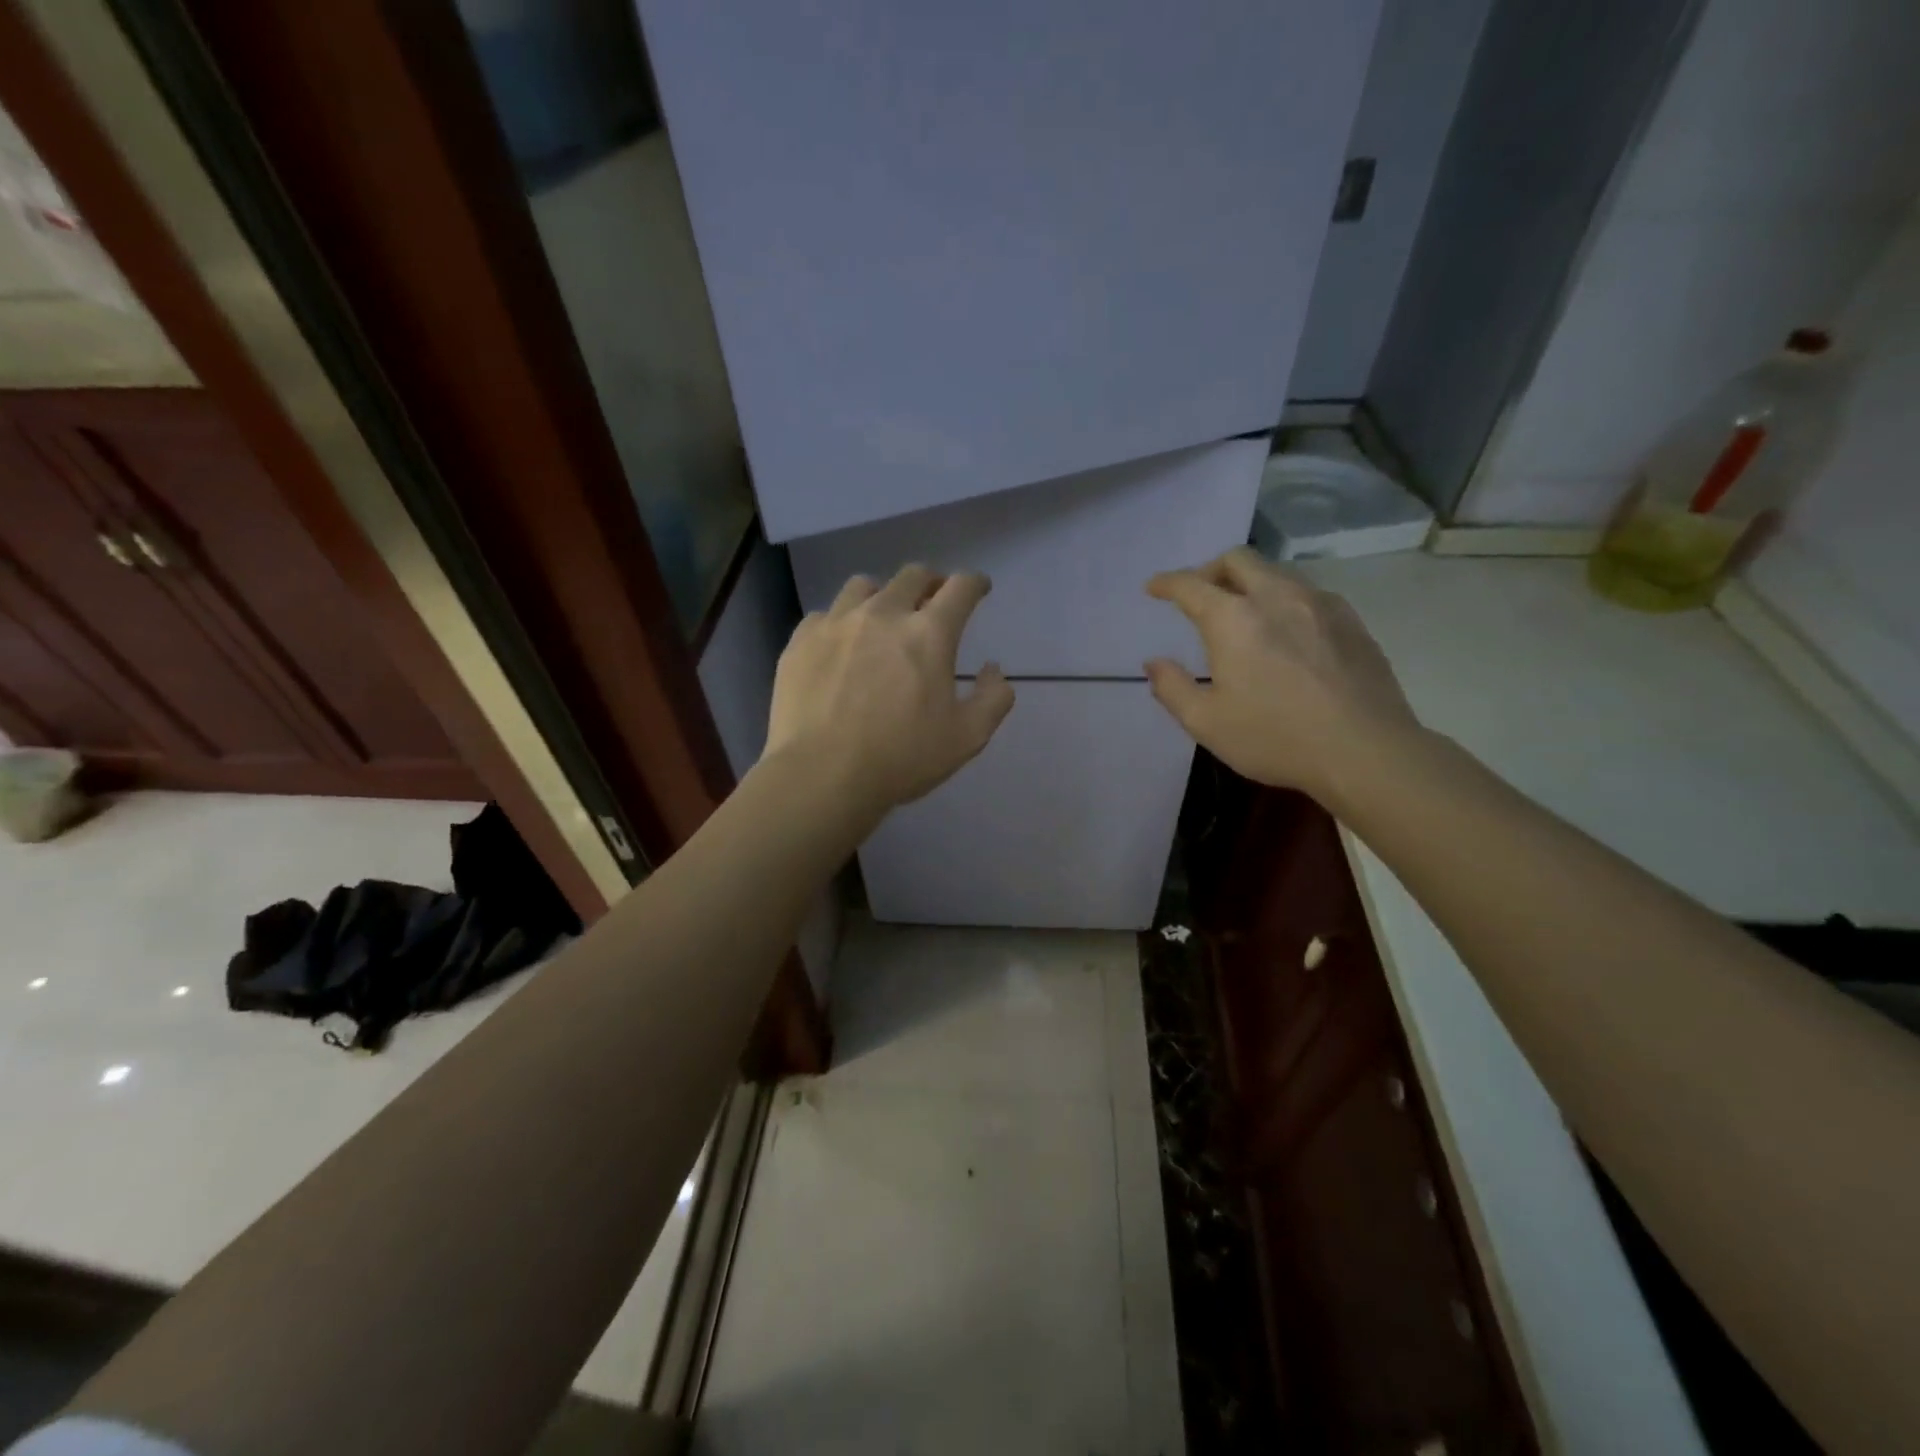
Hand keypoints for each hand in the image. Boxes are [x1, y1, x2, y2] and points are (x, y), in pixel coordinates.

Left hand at [767, 564, 1015, 814]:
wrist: (821, 775)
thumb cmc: (901, 758)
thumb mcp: (967, 738)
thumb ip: (993, 698)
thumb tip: (993, 669)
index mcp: (929, 633)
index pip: (961, 587)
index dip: (975, 583)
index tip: (978, 588)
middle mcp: (883, 614)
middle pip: (912, 576)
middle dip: (930, 583)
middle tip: (932, 601)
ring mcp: (836, 623)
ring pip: (863, 586)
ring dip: (882, 595)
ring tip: (881, 618)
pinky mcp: (801, 640)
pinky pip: (825, 614)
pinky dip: (840, 622)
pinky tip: (840, 645)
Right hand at [1144, 547, 1419, 797]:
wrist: (1366, 750)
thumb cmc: (1275, 737)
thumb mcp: (1206, 723)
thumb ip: (1172, 688)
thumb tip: (1155, 663)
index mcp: (1234, 618)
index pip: (1191, 584)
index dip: (1167, 583)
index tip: (1154, 588)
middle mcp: (1276, 597)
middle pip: (1238, 559)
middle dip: (1210, 569)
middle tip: (1199, 594)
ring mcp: (1320, 604)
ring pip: (1276, 573)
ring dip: (1250, 583)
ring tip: (1243, 613)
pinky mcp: (1351, 620)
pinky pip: (1308, 594)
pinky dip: (1284, 601)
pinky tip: (1287, 631)